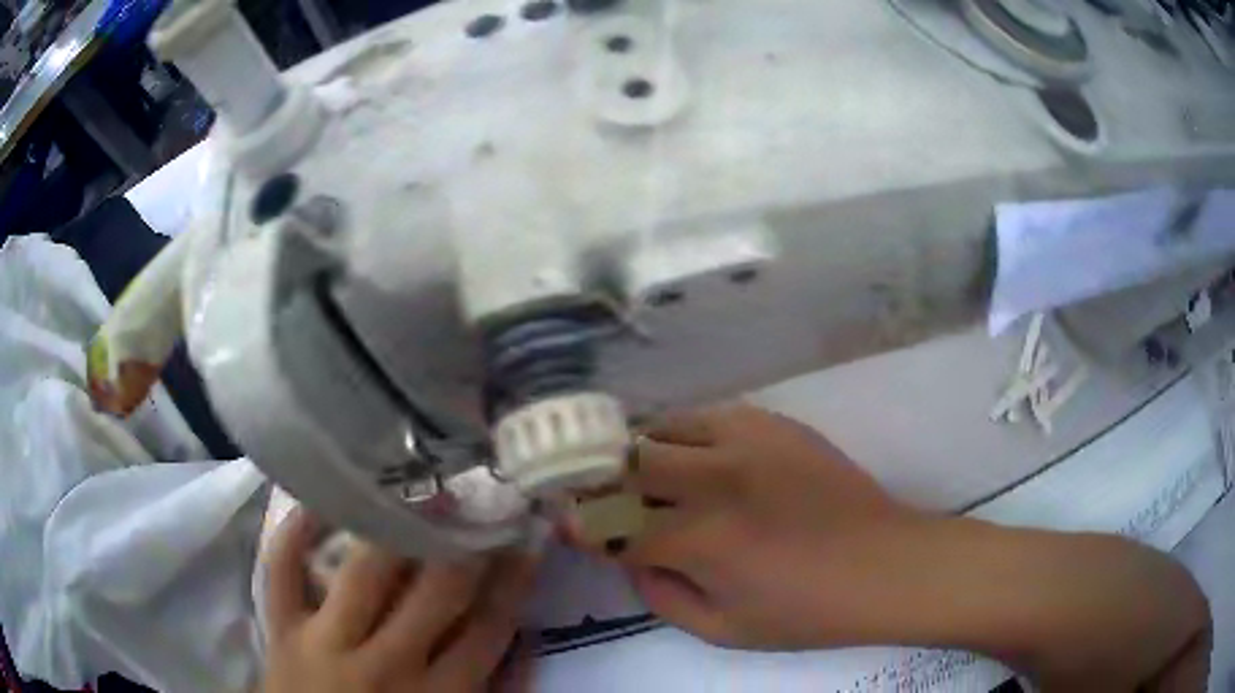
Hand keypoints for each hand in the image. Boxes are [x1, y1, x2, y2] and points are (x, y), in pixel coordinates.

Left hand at [262, 510, 538, 692]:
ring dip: (396, 525)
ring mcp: (326, 641)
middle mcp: (386, 664)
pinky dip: (295, 529)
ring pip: (365, 570)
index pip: (488, 627)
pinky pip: (282, 567)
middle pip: (436, 591)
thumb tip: (523, 641)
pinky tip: (319, 497)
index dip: (513, 579)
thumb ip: (491, 691)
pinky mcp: (281, 628)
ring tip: (417, 487)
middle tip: (479, 498)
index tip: (525, 538)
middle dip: (463, 542)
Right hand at [582, 405, 1210, 690]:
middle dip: (591, 474)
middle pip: (622, 461)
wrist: (885, 564)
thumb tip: (629, 554)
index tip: (561, 519)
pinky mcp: (772, 422)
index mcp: (699, 538)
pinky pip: (703, 415)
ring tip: (632, 472)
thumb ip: (660, 590)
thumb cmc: (807, 611)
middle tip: (581, 486)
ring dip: (634, 452)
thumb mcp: (721, 627)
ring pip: (659, 428)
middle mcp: (714, 478)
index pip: (607, 520)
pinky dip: (679, 434)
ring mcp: (745, 439)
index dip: (575, 520)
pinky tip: (687, 457)